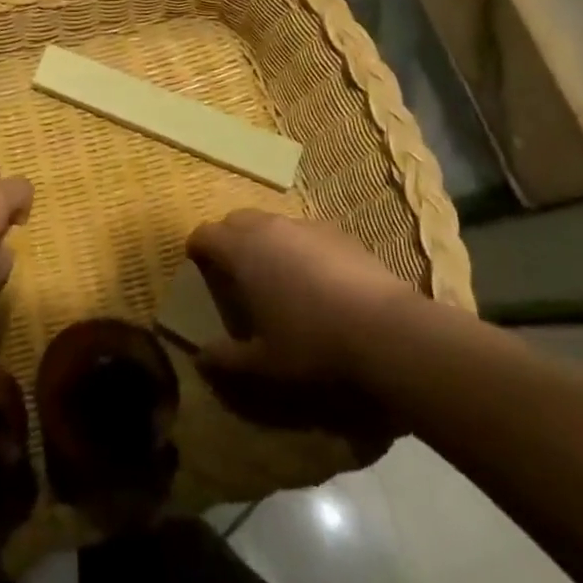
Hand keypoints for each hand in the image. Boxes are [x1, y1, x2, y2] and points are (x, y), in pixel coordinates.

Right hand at [188, 210, 415, 382]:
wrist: (386, 330)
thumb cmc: (312, 343)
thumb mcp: (264, 363)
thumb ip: (227, 359)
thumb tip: (200, 359)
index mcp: (242, 251)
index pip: (206, 233)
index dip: (197, 247)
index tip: (197, 264)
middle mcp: (269, 228)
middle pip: (236, 219)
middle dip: (228, 238)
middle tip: (233, 269)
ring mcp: (306, 226)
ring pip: (272, 223)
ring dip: (264, 240)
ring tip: (274, 273)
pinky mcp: (339, 233)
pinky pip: (305, 233)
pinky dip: (298, 246)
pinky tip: (314, 278)